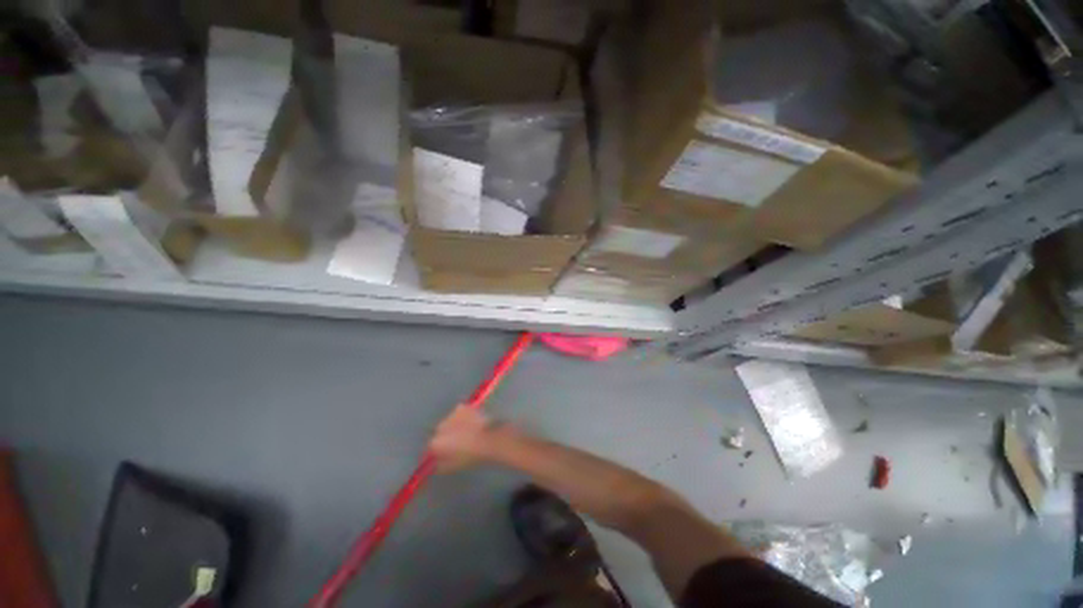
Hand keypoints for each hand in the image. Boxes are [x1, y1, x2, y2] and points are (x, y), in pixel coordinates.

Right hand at [428, 405, 504, 471]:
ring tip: (466, 430)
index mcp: (436, 443)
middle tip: (458, 440)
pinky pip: (458, 412)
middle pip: (439, 431)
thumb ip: (440, 465)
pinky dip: (462, 416)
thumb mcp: (453, 467)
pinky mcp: (462, 407)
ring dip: (454, 425)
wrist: (488, 439)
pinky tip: (471, 421)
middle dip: (446, 435)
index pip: (431, 446)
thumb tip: (435, 463)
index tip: (446, 451)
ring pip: (449, 421)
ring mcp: (451, 415)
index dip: (439, 449)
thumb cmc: (471, 456)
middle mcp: (440, 427)